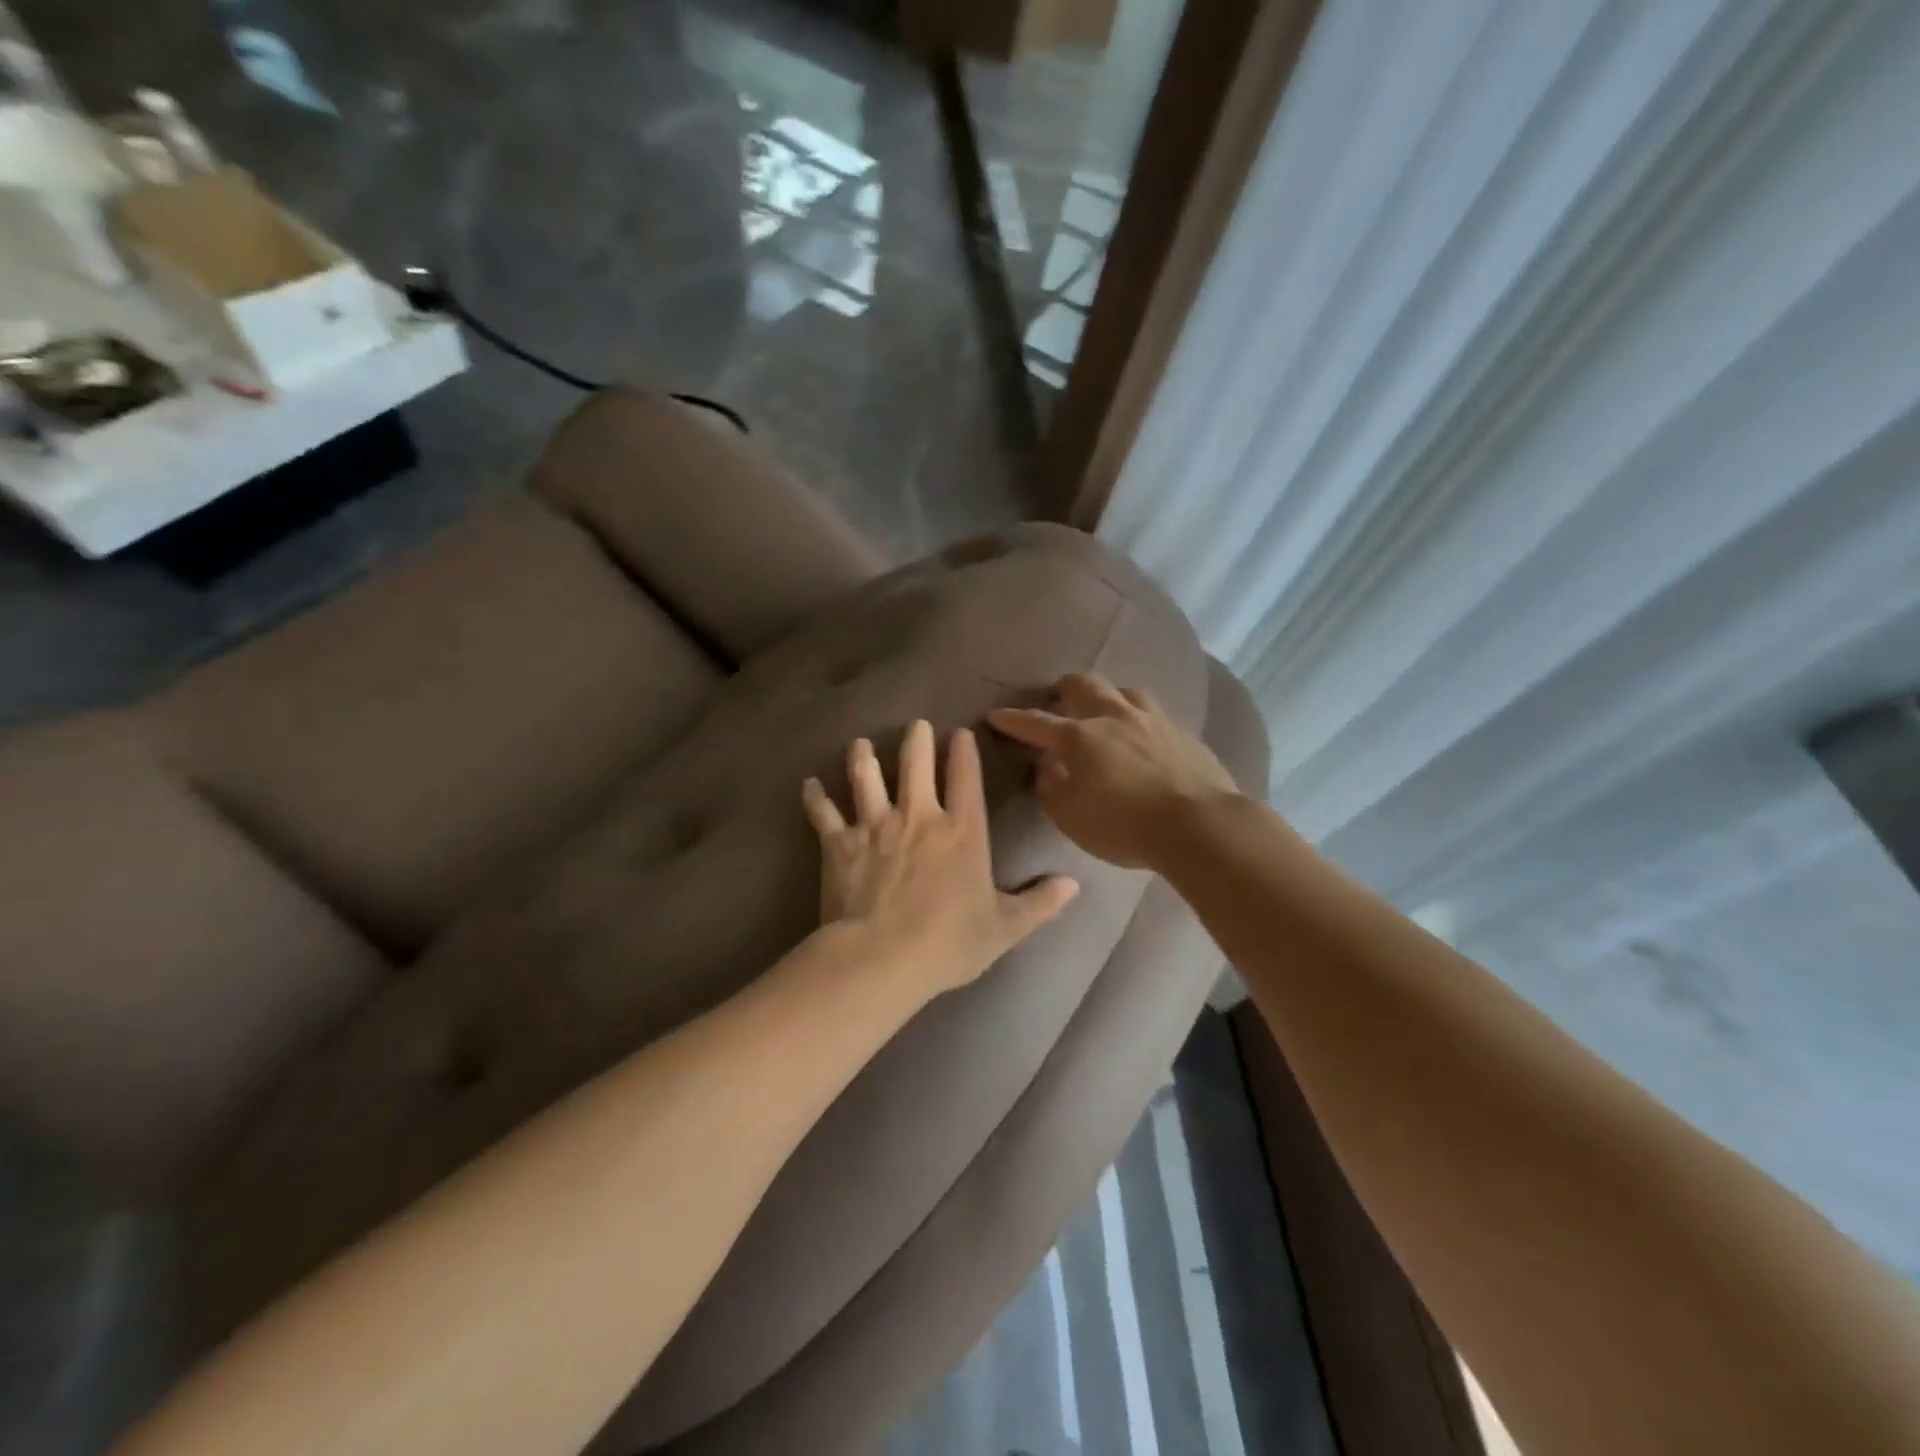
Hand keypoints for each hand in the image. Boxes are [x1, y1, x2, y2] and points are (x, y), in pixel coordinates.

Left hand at [802, 721, 1079, 998]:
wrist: (881, 958)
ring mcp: (875, 825)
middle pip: (915, 762)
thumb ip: (1040, 904)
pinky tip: (809, 785)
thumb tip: (1074, 886)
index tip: (960, 732)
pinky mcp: (839, 843)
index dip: (964, 751)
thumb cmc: (947, 943)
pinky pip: (823, 812)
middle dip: (916, 739)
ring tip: (859, 744)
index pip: (966, 777)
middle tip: (915, 726)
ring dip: (862, 756)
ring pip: (865, 776)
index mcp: (961, 831)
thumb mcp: (1004, 929)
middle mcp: (918, 816)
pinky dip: (815, 798)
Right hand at [987, 672, 1239, 869]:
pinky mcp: (1184, 734)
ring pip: (1125, 691)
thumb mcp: (1072, 817)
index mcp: (1081, 738)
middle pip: (1084, 686)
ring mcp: (1153, 721)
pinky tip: (1144, 736)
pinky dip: (1140, 719)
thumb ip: (1052, 789)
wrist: (1199, 825)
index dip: (1013, 719)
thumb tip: (1047, 767)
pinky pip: (1156, 714)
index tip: (996, 715)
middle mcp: (1114, 718)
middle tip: (1056, 699)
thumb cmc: (1124, 825)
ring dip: (1108, 696)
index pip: (1037, 723)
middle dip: (1064, 688)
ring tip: (1105, 710)